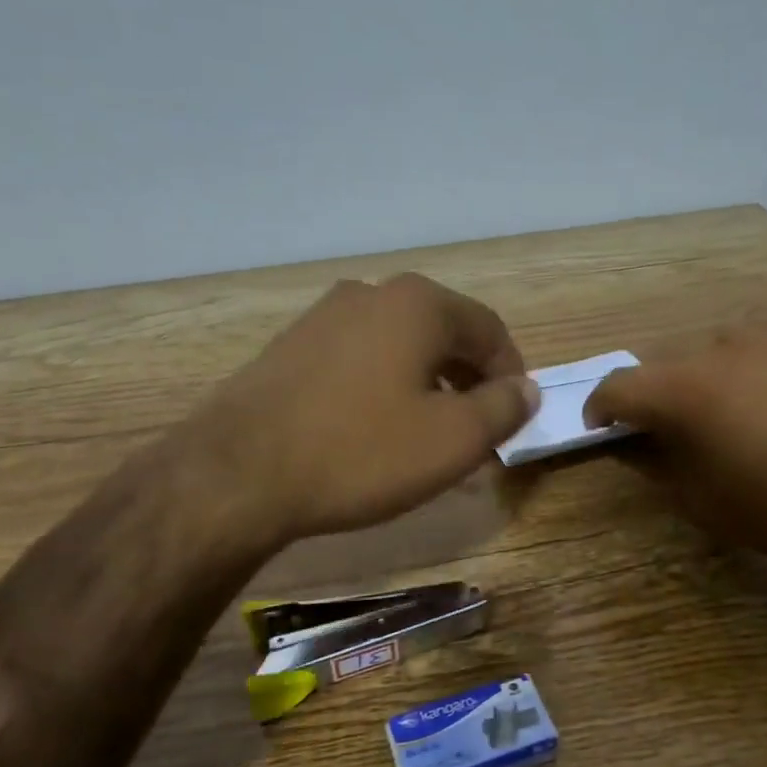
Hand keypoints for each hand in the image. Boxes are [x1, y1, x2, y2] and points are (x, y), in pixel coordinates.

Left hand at [200, 274, 538, 543]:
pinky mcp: (290, 348)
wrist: (240, 472)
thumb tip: (526, 388)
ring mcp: (323, 317)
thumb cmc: (362, 452)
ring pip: (399, 347)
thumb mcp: (454, 439)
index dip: (512, 373)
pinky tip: (375, 430)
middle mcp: (371, 294)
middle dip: (469, 379)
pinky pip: (359, 361)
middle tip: (478, 428)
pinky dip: (384, 388)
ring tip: (430, 433)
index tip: (515, 416)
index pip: (489, 329)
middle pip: (443, 333)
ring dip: (427, 384)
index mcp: (418, 304)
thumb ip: (503, 408)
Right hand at [583, 324, 766, 581]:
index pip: (621, 385)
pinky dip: (765, 376)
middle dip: (667, 398)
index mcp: (688, 387)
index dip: (603, 407)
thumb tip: (640, 443)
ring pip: (727, 354)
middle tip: (680, 434)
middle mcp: (728, 346)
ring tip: (743, 421)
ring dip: (719, 383)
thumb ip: (660, 464)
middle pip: (675, 366)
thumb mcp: (705, 502)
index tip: (603, 427)